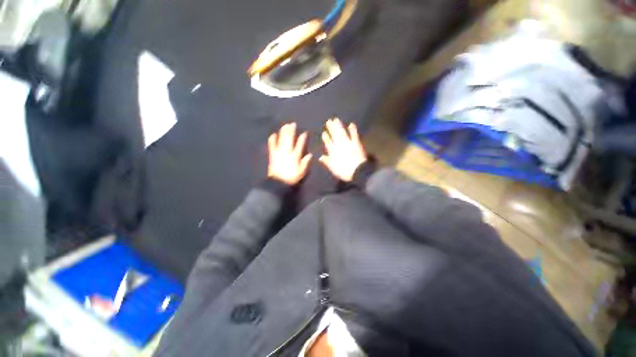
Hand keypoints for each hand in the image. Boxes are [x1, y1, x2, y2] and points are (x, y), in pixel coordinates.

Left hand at [268, 123, 311, 184]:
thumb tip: (310, 154)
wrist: (278, 182)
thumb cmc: (292, 177)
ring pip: (281, 139)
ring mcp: (279, 152)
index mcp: (295, 156)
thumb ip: (306, 162)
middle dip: (291, 131)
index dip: (303, 138)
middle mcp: (287, 151)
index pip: (300, 144)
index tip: (305, 133)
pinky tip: (273, 134)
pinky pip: (272, 145)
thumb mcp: (302, 171)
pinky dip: (272, 139)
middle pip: (290, 139)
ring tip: (285, 125)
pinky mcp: (273, 154)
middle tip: (292, 124)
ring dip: (283, 132)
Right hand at [319, 118, 366, 181]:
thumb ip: (327, 162)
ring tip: (336, 119)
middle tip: (329, 121)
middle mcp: (339, 145)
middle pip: (334, 135)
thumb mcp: (333, 168)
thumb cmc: (344, 171)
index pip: (328, 143)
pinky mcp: (356, 143)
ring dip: (339, 126)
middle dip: (331, 128)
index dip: (326, 138)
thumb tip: (320, 157)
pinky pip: (354, 135)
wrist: (357, 171)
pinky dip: (353, 130)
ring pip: (342, 133)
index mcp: (333, 152)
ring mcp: (348, 143)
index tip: (324, 132)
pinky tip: (351, 124)